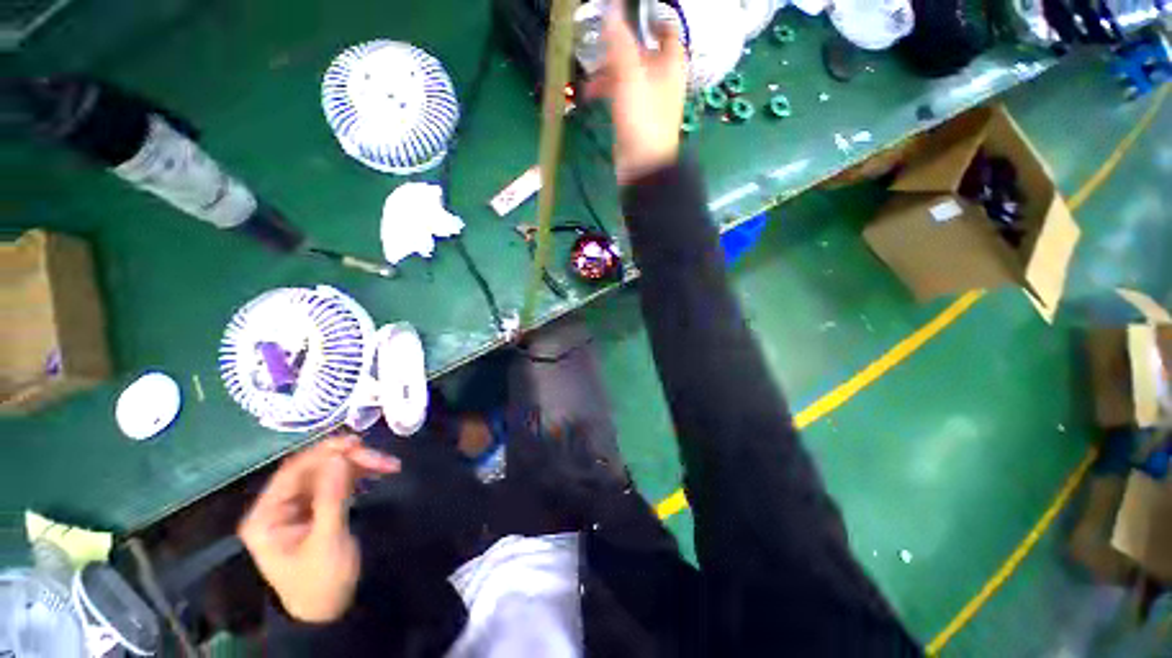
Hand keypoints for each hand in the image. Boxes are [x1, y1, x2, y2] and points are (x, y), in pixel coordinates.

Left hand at [238, 434, 399, 622]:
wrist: (328, 610)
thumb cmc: (321, 581)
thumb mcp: (328, 541)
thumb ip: (332, 497)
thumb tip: (340, 456)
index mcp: (267, 515)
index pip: (293, 471)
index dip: (324, 453)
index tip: (357, 443)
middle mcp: (279, 505)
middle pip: (314, 468)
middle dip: (349, 460)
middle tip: (382, 459)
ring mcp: (298, 505)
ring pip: (329, 471)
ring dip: (358, 465)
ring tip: (389, 464)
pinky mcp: (317, 507)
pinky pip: (337, 481)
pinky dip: (358, 474)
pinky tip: (378, 471)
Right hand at [584, 9, 687, 184]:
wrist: (643, 166)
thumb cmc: (642, 120)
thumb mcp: (630, 77)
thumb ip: (620, 42)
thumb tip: (611, 8)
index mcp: (670, 65)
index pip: (667, 31)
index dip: (651, 19)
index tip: (630, 14)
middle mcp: (662, 78)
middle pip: (642, 52)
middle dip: (619, 47)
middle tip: (598, 45)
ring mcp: (648, 99)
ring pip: (628, 73)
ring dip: (608, 71)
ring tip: (589, 75)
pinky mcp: (635, 117)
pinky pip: (622, 94)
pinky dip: (608, 90)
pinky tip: (591, 93)